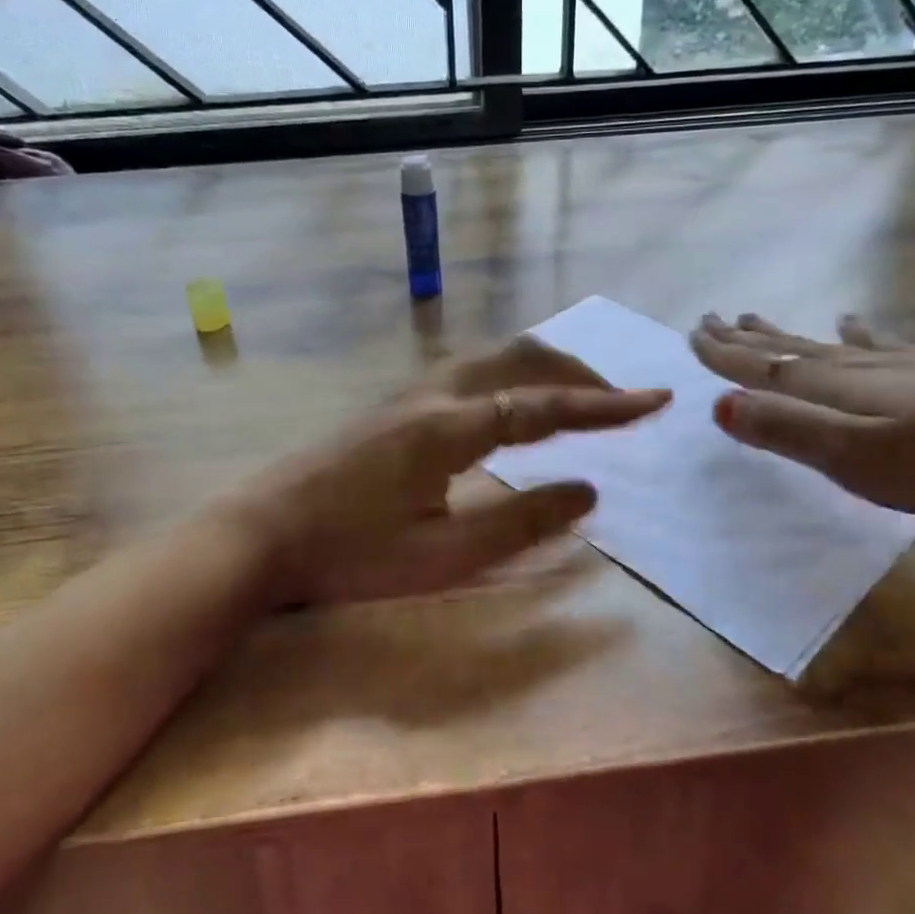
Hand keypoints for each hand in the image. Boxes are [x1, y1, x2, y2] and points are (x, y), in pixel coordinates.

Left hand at [224, 336, 669, 604]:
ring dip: (543, 370)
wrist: (258, 534)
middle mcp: (433, 395)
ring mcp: (407, 395)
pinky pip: (470, 372)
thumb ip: (521, 521)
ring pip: (492, 359)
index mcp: (450, 427)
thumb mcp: (444, 555)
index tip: (656, 400)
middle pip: (521, 358)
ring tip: (578, 398)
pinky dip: (512, 378)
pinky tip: (513, 408)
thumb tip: (589, 489)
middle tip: (620, 400)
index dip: (604, 403)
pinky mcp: (392, 406)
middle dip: (579, 372)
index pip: (544, 404)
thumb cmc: (350, 554)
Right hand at [690, 312, 914, 520]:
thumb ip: (789, 431)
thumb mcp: (862, 458)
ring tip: (758, 319)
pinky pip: (882, 346)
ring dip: (789, 334)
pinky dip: (858, 334)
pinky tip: (856, 322)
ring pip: (828, 345)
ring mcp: (908, 366)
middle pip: (791, 348)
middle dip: (747, 338)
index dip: (724, 355)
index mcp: (837, 389)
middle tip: (712, 319)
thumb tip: (716, 404)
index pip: (764, 367)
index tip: (689, 334)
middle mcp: (863, 368)